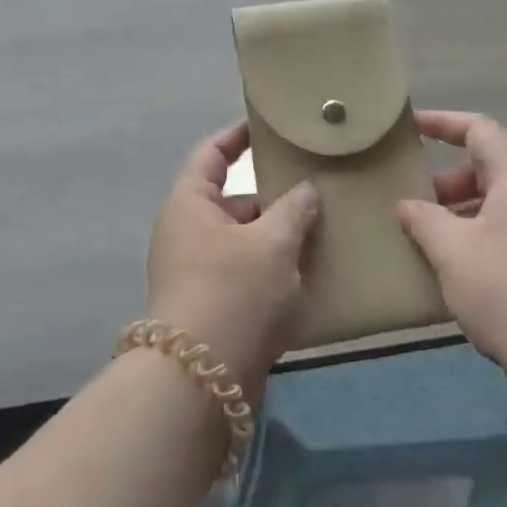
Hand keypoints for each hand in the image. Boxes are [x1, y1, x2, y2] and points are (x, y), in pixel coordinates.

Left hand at [146, 123, 318, 397]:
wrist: (201, 380)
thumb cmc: (234, 292)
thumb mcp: (272, 243)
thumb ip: (293, 209)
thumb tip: (305, 191)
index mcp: (190, 205)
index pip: (211, 155)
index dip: (237, 136)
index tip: (267, 127)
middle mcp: (186, 233)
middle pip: (232, 201)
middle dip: (272, 197)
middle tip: (314, 189)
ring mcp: (195, 272)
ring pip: (242, 240)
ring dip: (276, 237)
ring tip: (320, 232)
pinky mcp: (210, 306)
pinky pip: (244, 273)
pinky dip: (271, 269)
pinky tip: (307, 274)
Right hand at [398, 111, 506, 399]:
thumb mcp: (452, 251)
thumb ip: (423, 219)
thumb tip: (407, 204)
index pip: (478, 130)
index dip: (442, 123)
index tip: (410, 127)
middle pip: (487, 168)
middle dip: (444, 180)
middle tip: (409, 200)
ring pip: (497, 203)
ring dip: (458, 212)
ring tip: (423, 236)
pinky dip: (477, 235)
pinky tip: (452, 266)